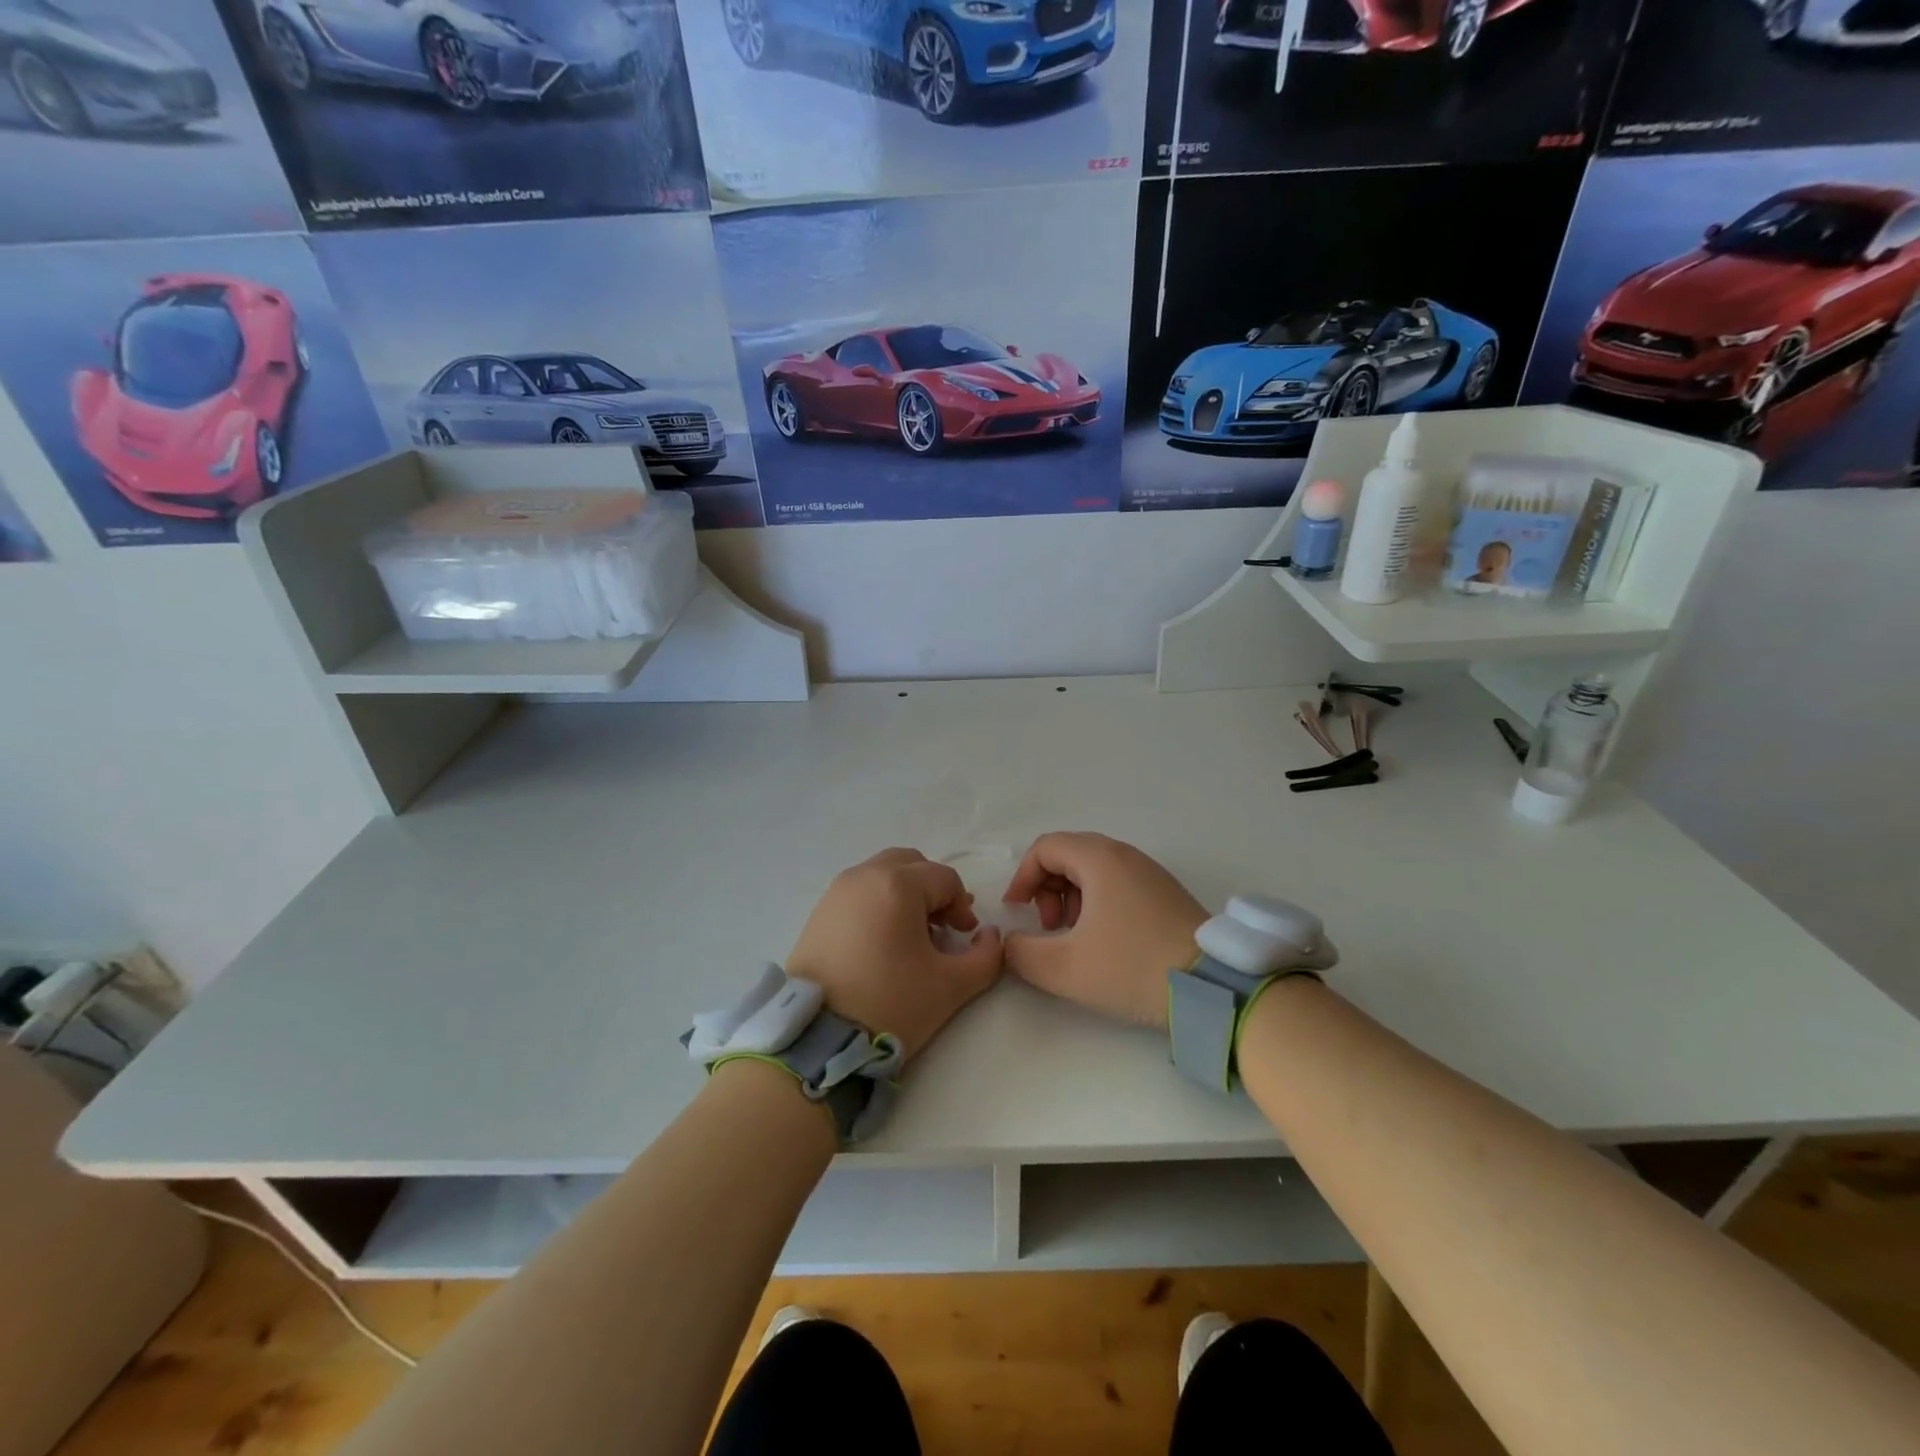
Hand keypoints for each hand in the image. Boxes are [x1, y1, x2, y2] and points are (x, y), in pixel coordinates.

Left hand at [785, 848, 1003, 1061]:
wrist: (818, 1038)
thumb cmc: (890, 1003)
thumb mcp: (951, 986)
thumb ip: (986, 957)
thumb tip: (989, 936)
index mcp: (897, 884)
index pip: (944, 879)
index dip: (962, 906)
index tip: (965, 937)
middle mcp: (864, 875)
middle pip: (911, 864)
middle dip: (933, 890)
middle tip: (941, 927)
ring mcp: (836, 891)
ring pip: (882, 874)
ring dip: (905, 894)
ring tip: (912, 937)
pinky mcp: (819, 912)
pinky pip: (859, 892)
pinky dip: (878, 903)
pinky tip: (882, 943)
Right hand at [1001, 832, 1206, 1029]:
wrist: (1212, 987)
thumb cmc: (1132, 967)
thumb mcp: (1065, 968)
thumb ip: (1022, 953)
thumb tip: (1010, 942)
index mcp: (1099, 859)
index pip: (1045, 848)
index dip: (1022, 877)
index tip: (1016, 912)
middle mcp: (1124, 855)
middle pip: (1068, 855)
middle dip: (1046, 888)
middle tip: (1048, 927)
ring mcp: (1149, 872)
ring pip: (1093, 870)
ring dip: (1070, 898)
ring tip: (1074, 937)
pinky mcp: (1165, 893)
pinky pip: (1117, 883)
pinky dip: (1097, 903)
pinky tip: (1103, 941)